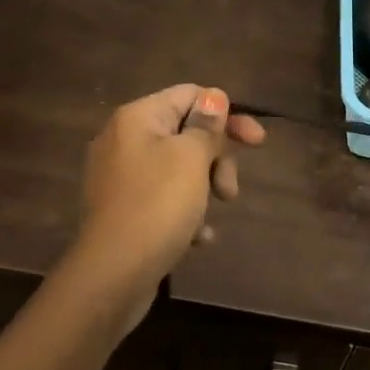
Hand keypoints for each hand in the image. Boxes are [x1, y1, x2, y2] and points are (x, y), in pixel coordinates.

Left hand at [70, 84, 265, 330]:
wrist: (113, 275)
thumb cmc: (158, 205)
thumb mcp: (192, 157)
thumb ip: (206, 125)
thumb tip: (214, 97)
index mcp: (138, 118)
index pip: (191, 95)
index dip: (227, 113)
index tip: (256, 141)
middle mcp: (125, 140)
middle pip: (187, 132)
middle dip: (217, 159)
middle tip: (230, 190)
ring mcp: (122, 177)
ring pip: (180, 168)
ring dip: (205, 188)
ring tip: (212, 217)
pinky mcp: (124, 210)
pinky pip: (165, 198)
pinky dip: (185, 212)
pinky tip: (196, 237)